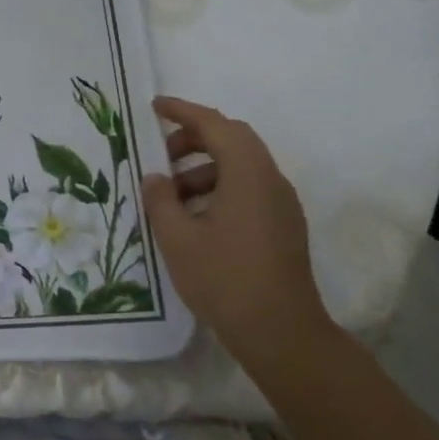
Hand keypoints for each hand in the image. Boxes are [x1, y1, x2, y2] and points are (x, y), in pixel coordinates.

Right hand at [142, 97, 331, 367]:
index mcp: (248, 175)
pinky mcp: (282, 227)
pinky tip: (194, 217)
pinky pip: (248, 189)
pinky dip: (219, 188)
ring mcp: (281, 205)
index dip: (184, 111)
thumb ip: (161, 200)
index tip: (156, 106)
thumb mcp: (178, 238)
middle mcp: (270, 181)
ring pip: (241, 167)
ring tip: (171, 194)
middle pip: (233, 140)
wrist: (281, 333)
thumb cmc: (225, 279)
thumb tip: (156, 178)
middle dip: (194, 139)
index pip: (216, 125)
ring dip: (204, 168)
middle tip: (161, 153)